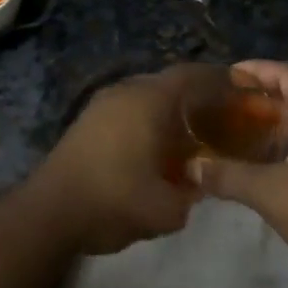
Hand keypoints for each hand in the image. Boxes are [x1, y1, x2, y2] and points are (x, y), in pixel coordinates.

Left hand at [31, 67, 204, 254]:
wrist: (49, 213)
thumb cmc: (114, 200)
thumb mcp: (167, 210)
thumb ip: (192, 195)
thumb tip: (199, 185)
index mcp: (150, 99)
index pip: (192, 74)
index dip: (218, 79)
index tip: (238, 90)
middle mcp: (126, 91)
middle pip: (168, 83)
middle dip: (194, 96)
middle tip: (216, 117)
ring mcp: (101, 103)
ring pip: (145, 96)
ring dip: (167, 110)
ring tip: (186, 135)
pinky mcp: (86, 120)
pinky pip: (126, 109)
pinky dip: (145, 120)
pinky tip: (152, 148)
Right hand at [187, 61, 287, 287]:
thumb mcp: (271, 191)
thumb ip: (228, 175)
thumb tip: (190, 167)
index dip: (259, 71)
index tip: (227, 74)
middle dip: (260, 101)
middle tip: (223, 103)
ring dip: (271, 126)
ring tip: (233, 128)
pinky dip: (284, 146)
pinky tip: (256, 159)